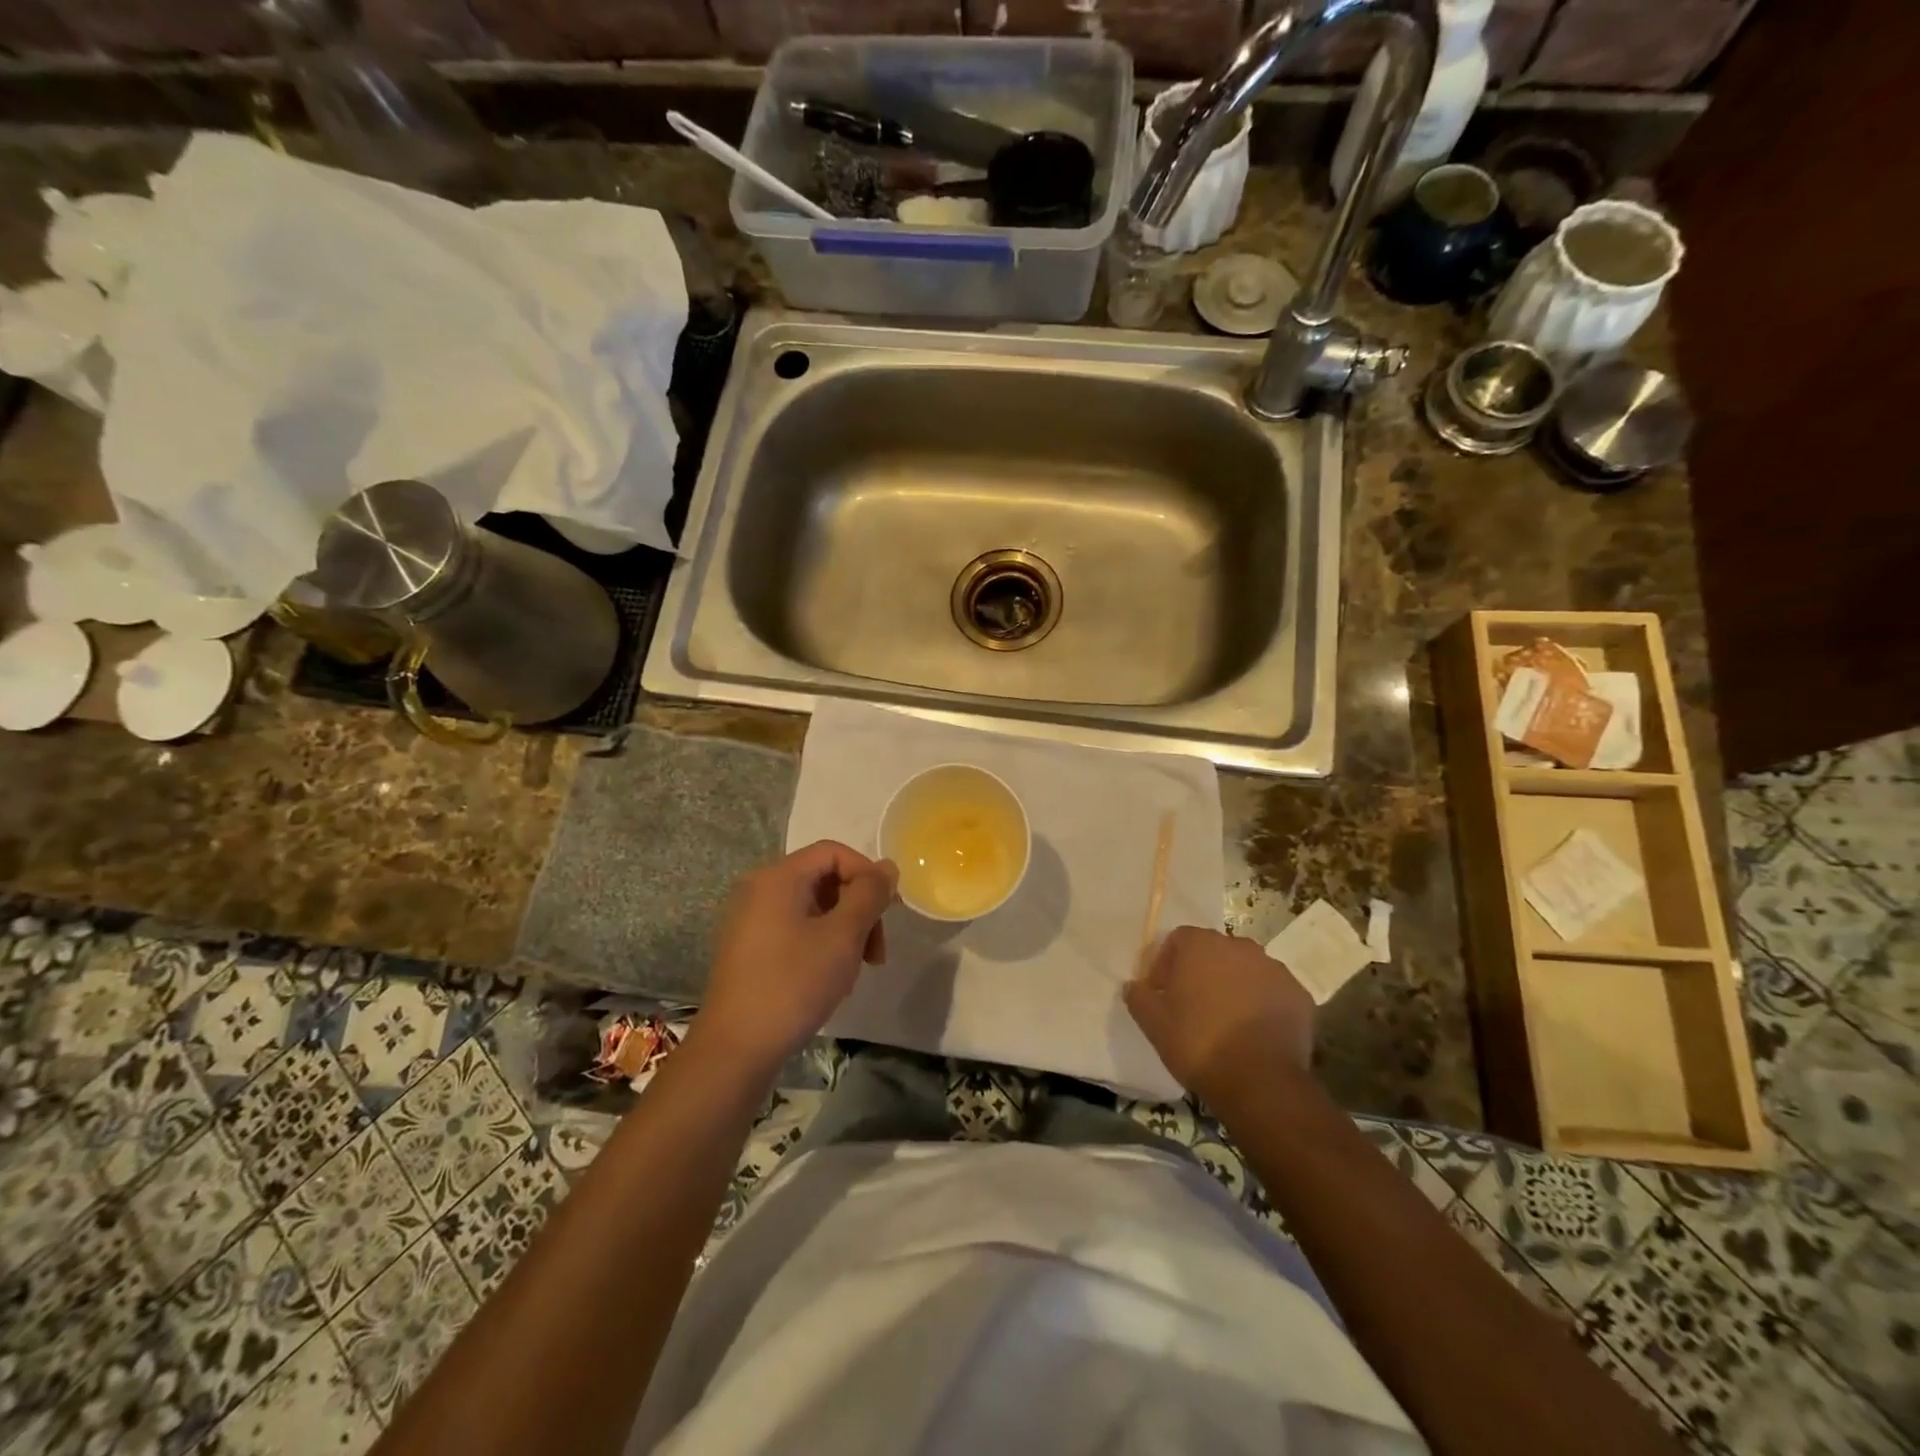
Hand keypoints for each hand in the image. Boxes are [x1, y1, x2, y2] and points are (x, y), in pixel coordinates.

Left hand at [699, 840, 897, 1072]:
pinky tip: (830, 980)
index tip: (888, 912)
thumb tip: (887, 867)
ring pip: (812, 908)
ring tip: (856, 971)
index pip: (833, 853)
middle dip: (859, 909)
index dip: (867, 875)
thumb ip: (869, 894)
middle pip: (824, 879)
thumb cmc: (793, 984)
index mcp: (778, 877)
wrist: (736, 1049)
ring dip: (844, 931)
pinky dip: (820, 945)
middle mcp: (759, 889)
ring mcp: (749, 920)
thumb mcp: (843, 936)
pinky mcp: (748, 949)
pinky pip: (794, 929)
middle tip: (877, 952)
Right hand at [1125, 926, 1314, 1104]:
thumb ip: (1139, 996)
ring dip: (1234, 987)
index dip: (1166, 964)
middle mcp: (1240, 946)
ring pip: (1246, 971)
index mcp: (1202, 945)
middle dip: (1202, 973)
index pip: (1178, 940)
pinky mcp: (1300, 995)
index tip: (1162, 992)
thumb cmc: (1198, 1043)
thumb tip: (1135, 986)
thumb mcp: (1152, 1022)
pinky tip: (1254, 1034)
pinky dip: (1263, 1005)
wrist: (1260, 1082)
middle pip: (1214, 952)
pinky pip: (1272, 992)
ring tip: (1226, 1022)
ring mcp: (1275, 969)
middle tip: (1193, 1006)